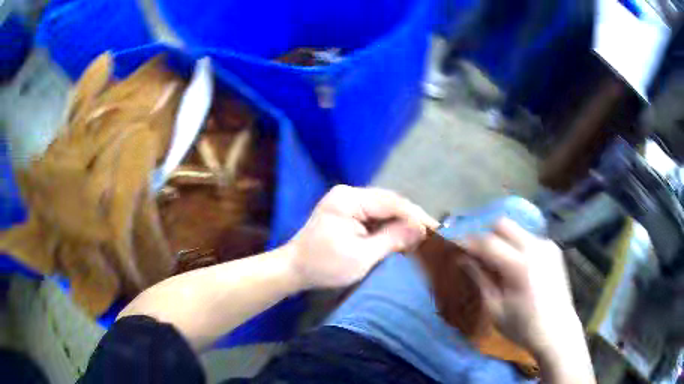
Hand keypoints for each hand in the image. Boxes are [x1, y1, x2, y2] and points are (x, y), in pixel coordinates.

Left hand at [285, 185, 437, 289]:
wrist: (294, 269)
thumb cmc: (324, 265)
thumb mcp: (361, 256)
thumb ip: (392, 239)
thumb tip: (420, 229)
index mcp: (349, 199)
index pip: (391, 202)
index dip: (416, 216)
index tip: (435, 230)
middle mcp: (349, 194)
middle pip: (389, 202)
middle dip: (411, 218)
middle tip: (431, 235)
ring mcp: (347, 202)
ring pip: (384, 209)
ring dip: (402, 223)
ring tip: (421, 237)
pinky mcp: (347, 212)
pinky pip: (375, 216)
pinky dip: (389, 227)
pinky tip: (401, 237)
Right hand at [463, 218, 581, 357]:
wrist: (557, 331)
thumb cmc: (523, 326)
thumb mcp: (495, 308)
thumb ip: (480, 279)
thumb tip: (463, 259)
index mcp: (519, 265)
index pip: (488, 242)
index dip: (469, 243)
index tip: (456, 247)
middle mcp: (535, 247)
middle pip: (504, 224)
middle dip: (487, 235)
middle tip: (479, 255)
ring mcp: (547, 246)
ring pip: (517, 230)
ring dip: (503, 240)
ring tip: (498, 263)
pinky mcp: (553, 249)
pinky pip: (529, 238)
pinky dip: (517, 245)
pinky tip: (517, 266)